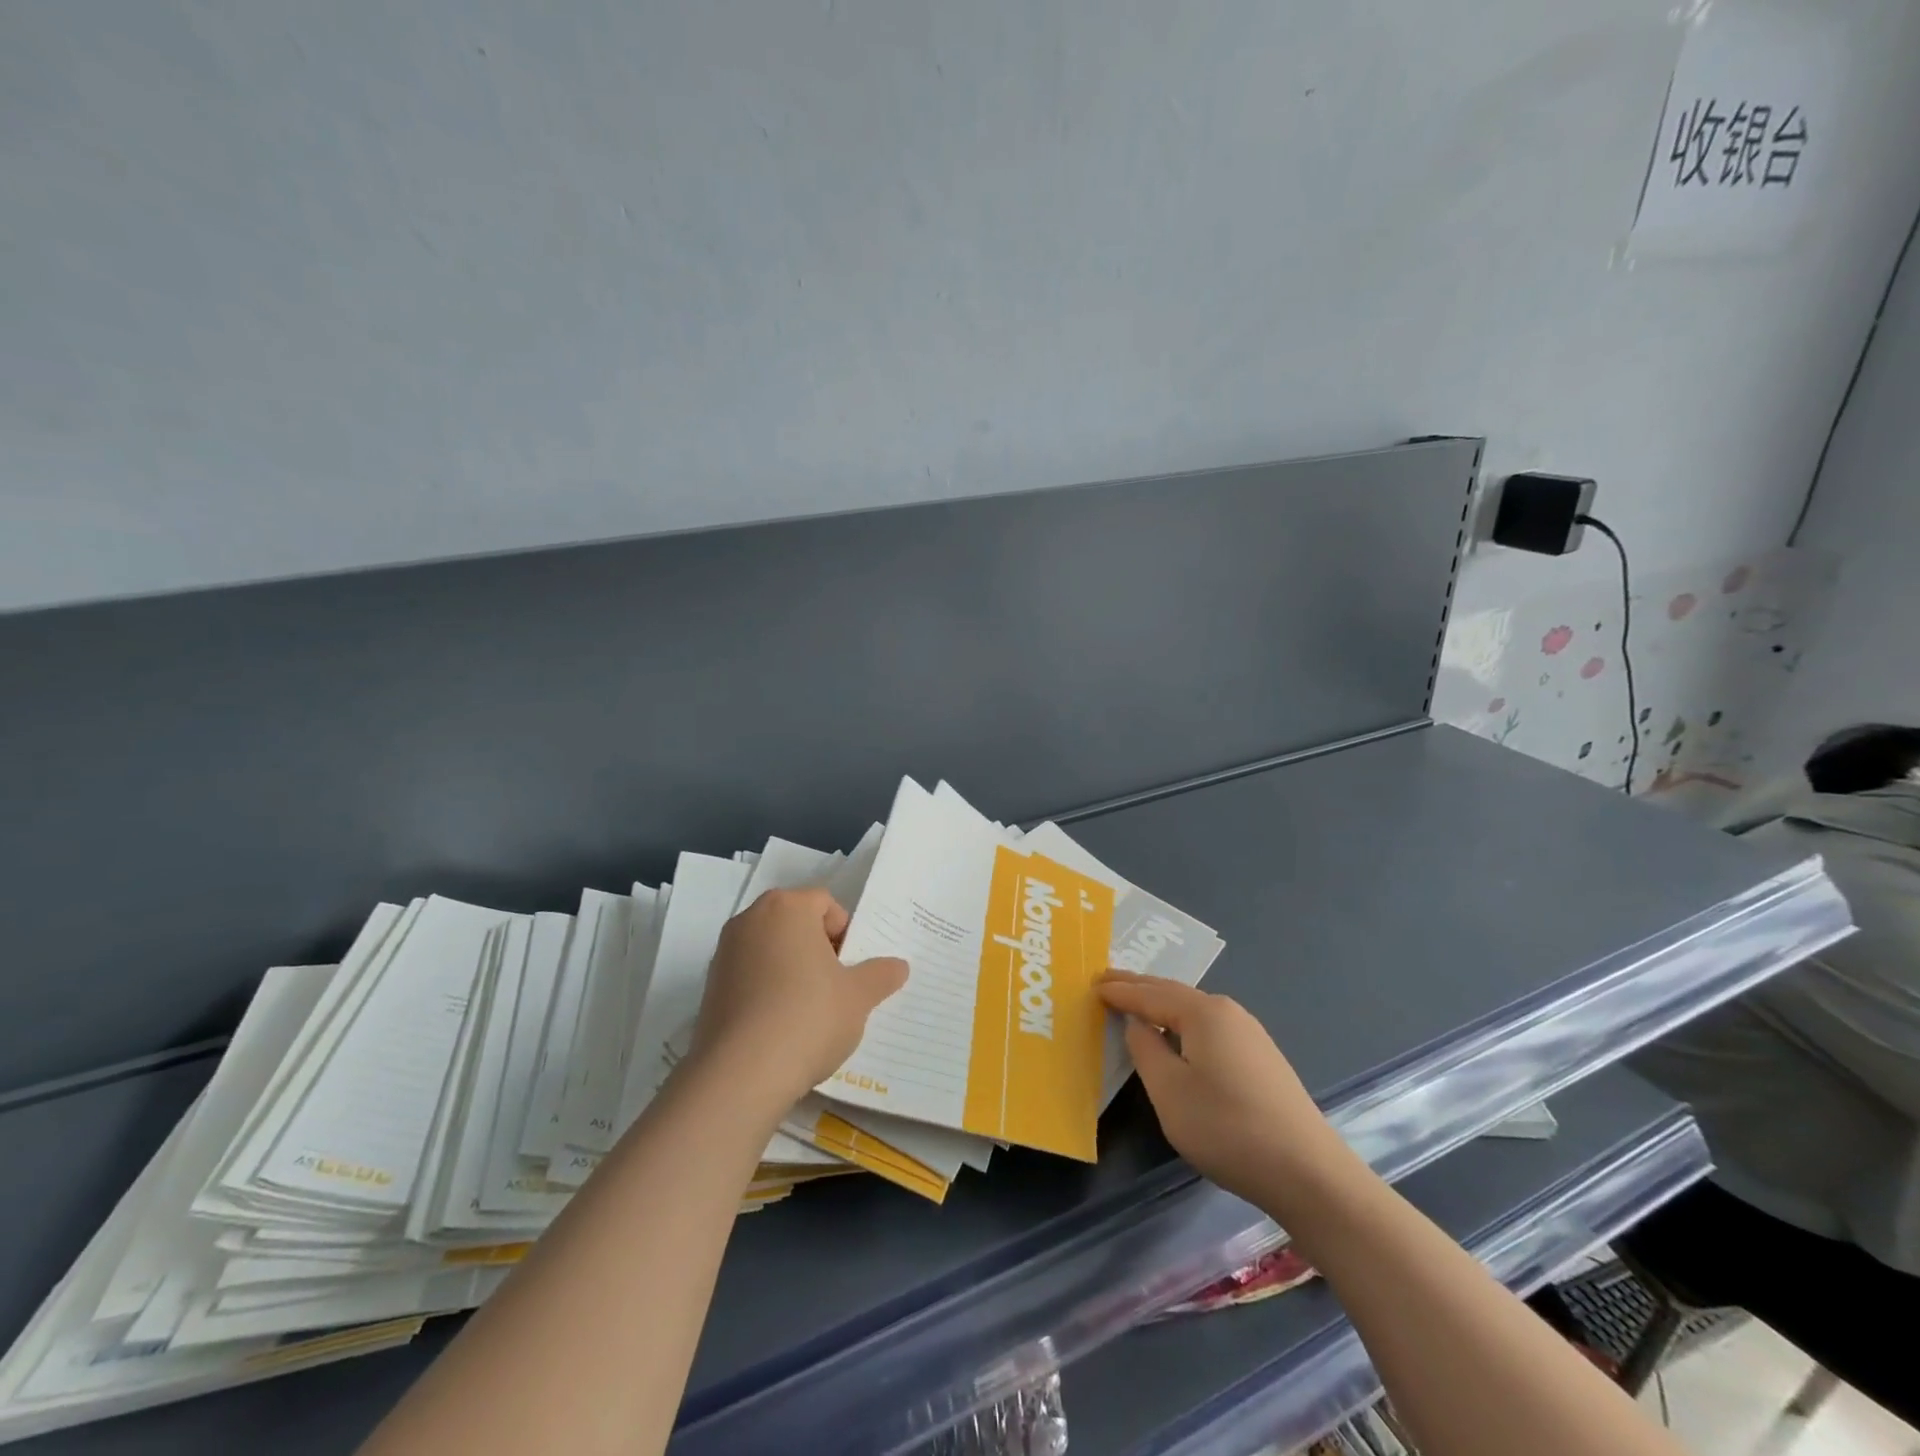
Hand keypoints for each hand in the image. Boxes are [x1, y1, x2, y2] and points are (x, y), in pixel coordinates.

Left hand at [689, 888, 907, 1114]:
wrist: (740, 1073)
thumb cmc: (808, 1016)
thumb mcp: (858, 996)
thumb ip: (880, 975)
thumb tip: (898, 966)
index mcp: (787, 907)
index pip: (825, 903)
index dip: (845, 933)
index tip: (851, 968)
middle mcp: (750, 919)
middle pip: (795, 924)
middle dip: (818, 949)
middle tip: (836, 987)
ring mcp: (724, 953)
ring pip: (771, 950)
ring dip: (792, 970)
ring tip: (810, 1012)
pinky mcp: (710, 987)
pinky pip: (750, 977)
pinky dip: (767, 991)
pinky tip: (781, 1027)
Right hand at [1097, 971, 1344, 1205]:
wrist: (1309, 1174)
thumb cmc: (1227, 1128)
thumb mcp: (1169, 1091)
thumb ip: (1145, 1050)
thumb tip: (1138, 1024)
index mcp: (1203, 1012)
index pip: (1149, 995)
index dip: (1119, 991)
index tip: (1092, 984)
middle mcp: (1228, 1012)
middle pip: (1173, 993)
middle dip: (1139, 988)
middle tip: (1107, 980)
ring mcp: (1249, 1034)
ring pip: (1193, 1010)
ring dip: (1161, 1004)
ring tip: (1135, 1003)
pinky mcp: (1261, 1058)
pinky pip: (1209, 1028)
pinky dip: (1182, 1023)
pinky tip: (1176, 1036)